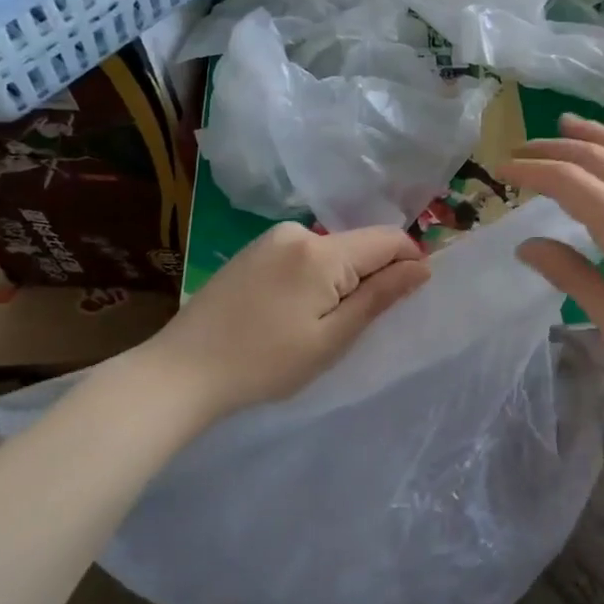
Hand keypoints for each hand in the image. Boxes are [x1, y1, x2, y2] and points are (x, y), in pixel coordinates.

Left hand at [144, 223, 428, 419]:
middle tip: (355, 325)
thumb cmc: (265, 363)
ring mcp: (271, 238)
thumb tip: (422, 266)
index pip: (388, 239)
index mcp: (322, 252)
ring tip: (319, 324)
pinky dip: (315, 277)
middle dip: (372, 275)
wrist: (181, 371)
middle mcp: (298, 231)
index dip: (409, 262)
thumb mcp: (332, 338)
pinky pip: (304, 254)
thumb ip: (380, 296)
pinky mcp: (253, 250)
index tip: (407, 298)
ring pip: (332, 250)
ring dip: (342, 278)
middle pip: (359, 243)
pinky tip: (292, 312)